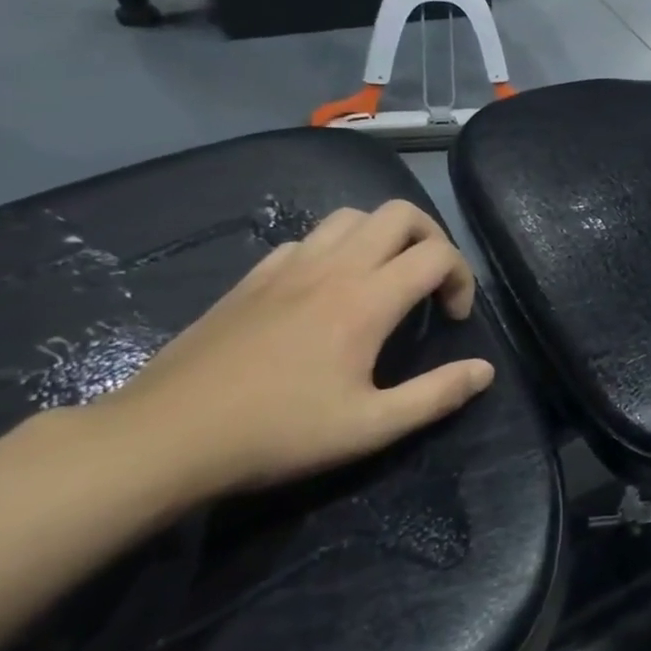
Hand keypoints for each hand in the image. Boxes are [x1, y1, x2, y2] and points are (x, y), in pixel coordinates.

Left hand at [87, 201, 494, 497]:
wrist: (164, 437)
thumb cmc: (277, 433)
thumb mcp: (371, 427)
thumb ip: (436, 395)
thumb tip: (485, 371)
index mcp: (366, 300)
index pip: (437, 254)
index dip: (462, 278)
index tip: (453, 319)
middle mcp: (333, 268)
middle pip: (400, 214)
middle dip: (431, 238)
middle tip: (431, 283)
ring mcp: (288, 266)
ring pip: (352, 216)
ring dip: (384, 236)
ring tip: (385, 279)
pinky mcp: (253, 277)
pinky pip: (308, 239)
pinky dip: (336, 249)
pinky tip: (327, 291)